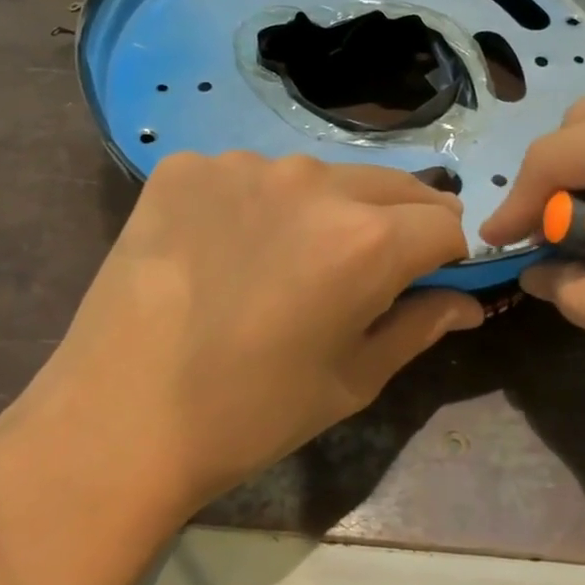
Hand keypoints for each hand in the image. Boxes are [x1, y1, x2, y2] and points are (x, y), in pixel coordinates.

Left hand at [18, 153, 480, 516]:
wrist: (118, 419)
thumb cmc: (249, 414)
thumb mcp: (351, 381)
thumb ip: (419, 327)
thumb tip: (466, 302)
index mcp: (367, 238)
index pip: (444, 224)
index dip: (445, 257)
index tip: (426, 283)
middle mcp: (312, 180)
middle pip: (390, 188)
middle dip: (397, 225)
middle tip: (362, 275)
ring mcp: (242, 164)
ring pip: (317, 178)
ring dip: (323, 211)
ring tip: (281, 264)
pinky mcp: (185, 167)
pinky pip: (246, 176)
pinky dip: (253, 206)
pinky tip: (221, 251)